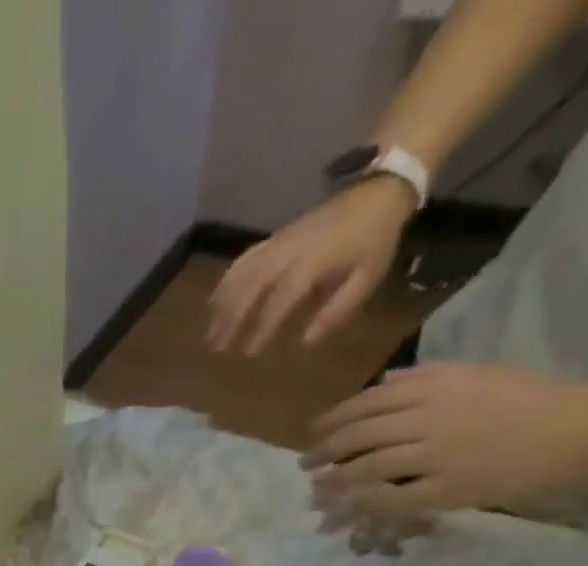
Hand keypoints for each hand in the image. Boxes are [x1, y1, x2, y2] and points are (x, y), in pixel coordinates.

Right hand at [208, 178, 416, 353]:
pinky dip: (224, 283)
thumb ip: (336, 310)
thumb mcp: (367, 277)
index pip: (281, 297)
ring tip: (210, 332)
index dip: (263, 326)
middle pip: (249, 286)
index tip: (249, 352)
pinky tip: (215, 302)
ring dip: (221, 305)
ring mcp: (277, 243)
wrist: (378, 190)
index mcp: (314, 260)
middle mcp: (288, 251)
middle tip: (217, 347)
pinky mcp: (272, 240)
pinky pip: (241, 261)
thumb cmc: (374, 239)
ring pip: (239, 274)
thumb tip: (306, 341)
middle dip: (230, 319)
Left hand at [302, 363, 587, 534]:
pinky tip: (343, 513)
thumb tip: (383, 381)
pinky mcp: (446, 489)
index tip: (312, 433)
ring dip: (334, 484)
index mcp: (436, 387)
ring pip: (366, 471)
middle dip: (323, 453)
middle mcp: (429, 418)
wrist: (582, 428)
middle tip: (305, 466)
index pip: (366, 404)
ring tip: (316, 493)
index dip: (332, 421)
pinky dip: (362, 507)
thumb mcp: (478, 375)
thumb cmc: (530, 399)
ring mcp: (436, 456)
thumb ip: (426, 378)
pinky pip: (391, 501)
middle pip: (357, 437)